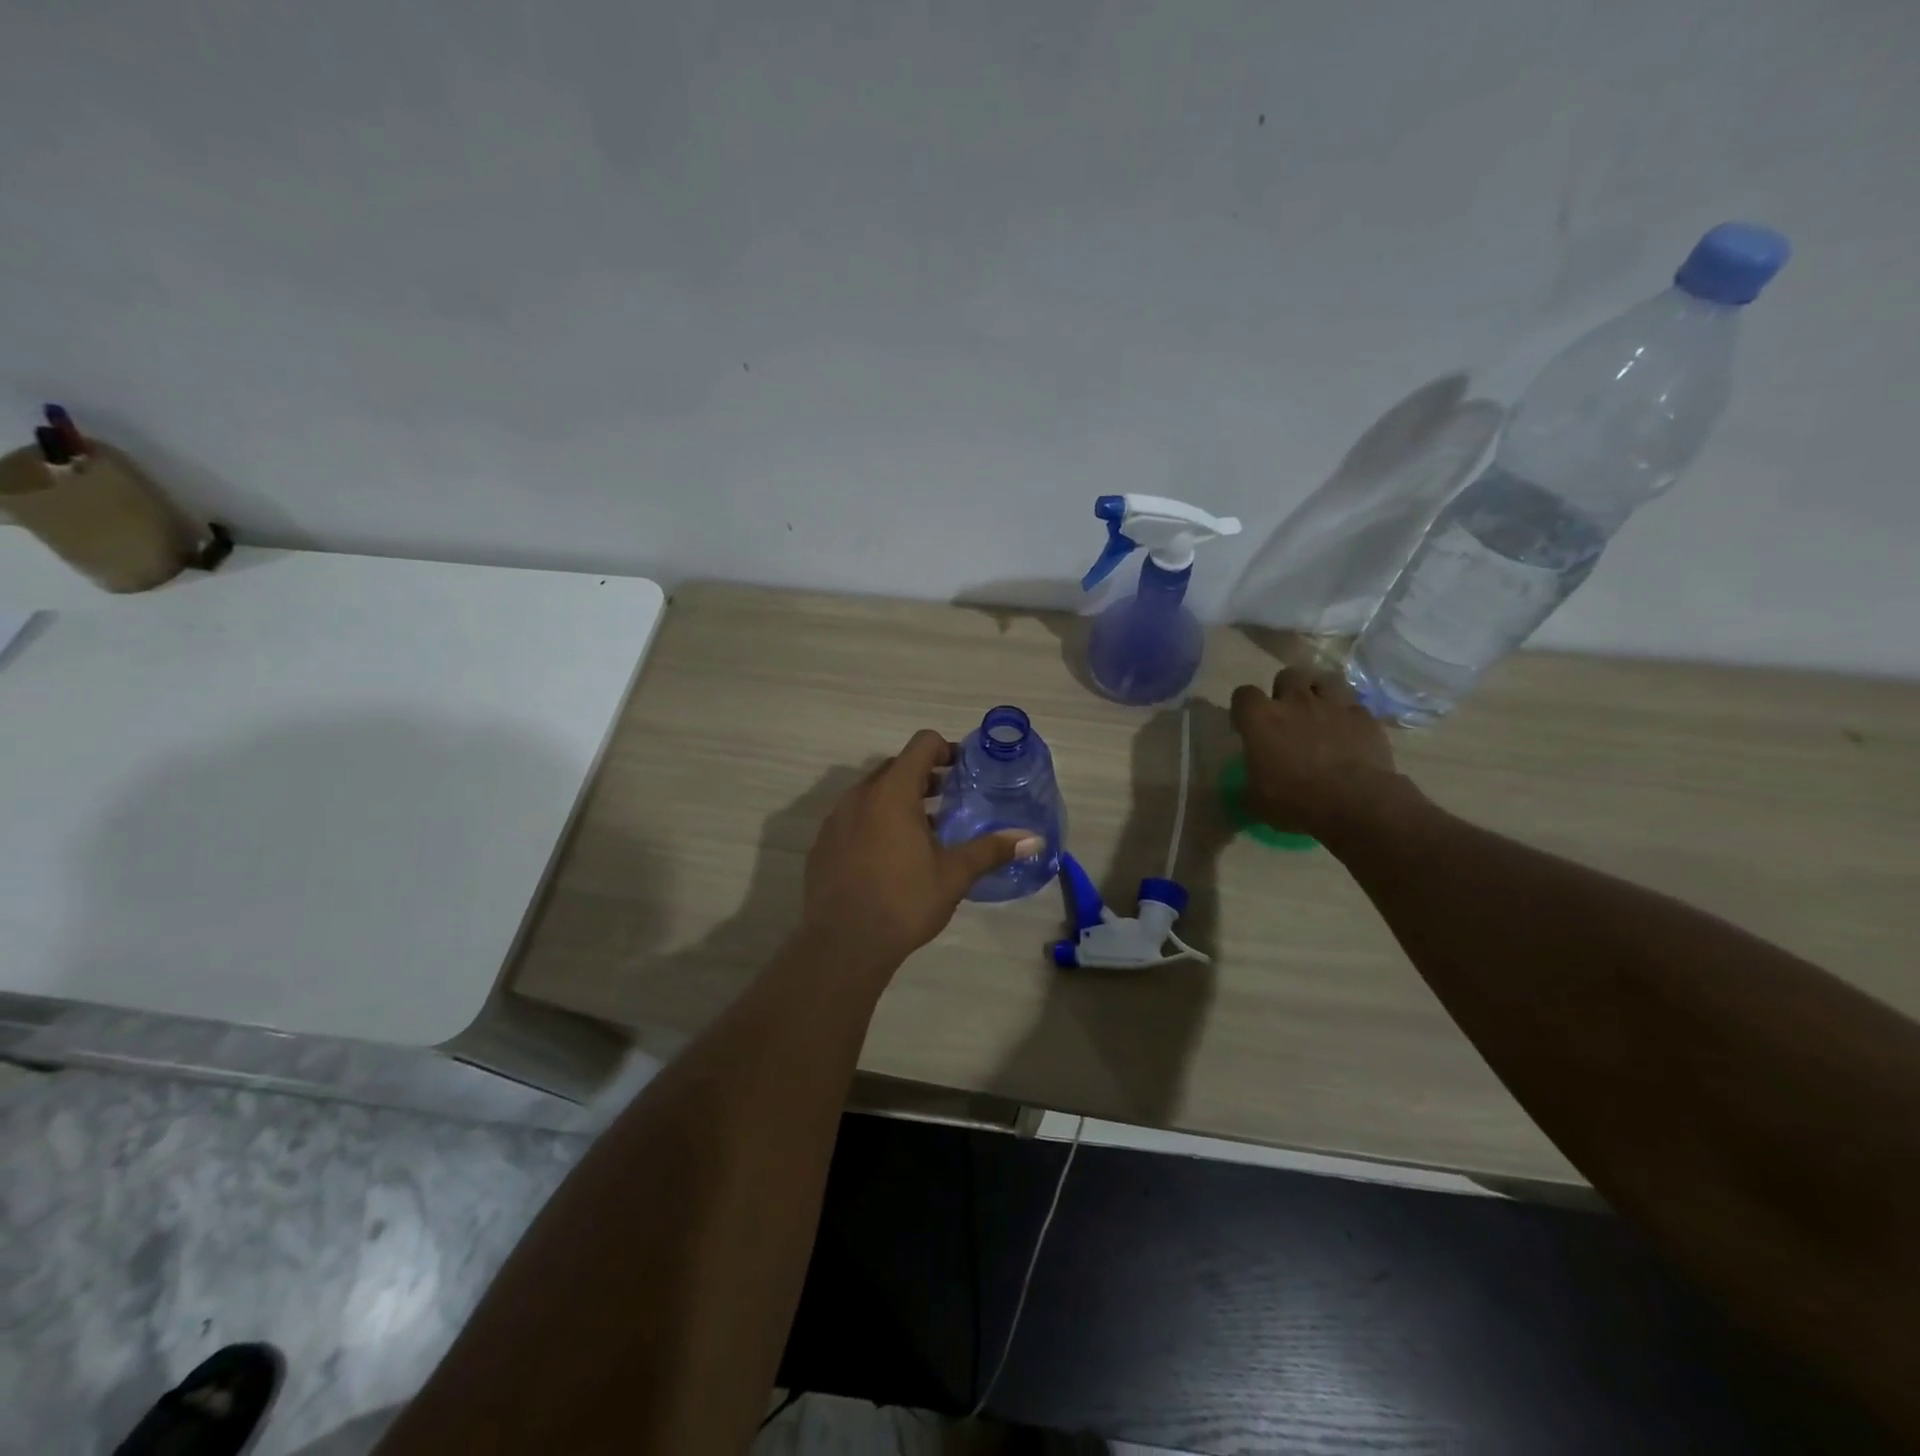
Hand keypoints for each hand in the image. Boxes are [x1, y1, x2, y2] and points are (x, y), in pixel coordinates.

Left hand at [802, 730, 1037, 973]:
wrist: (843, 944)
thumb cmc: (904, 901)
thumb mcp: (954, 875)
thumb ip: (991, 850)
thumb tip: (1034, 839)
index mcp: (893, 792)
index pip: (921, 745)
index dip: (946, 750)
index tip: (964, 770)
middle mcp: (859, 796)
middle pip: (895, 767)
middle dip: (924, 777)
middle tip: (949, 801)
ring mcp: (835, 819)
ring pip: (872, 794)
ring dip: (898, 801)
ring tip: (923, 831)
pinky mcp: (822, 844)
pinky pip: (853, 818)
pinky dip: (874, 822)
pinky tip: (890, 858)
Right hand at [1229, 669, 1413, 839]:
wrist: (1354, 803)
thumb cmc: (1294, 800)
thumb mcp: (1256, 800)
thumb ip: (1249, 784)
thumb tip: (1247, 788)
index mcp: (1261, 719)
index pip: (1243, 695)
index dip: (1244, 708)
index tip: (1246, 725)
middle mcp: (1295, 702)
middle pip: (1287, 675)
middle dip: (1285, 690)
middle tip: (1287, 714)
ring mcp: (1333, 705)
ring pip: (1324, 680)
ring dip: (1319, 693)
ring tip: (1319, 713)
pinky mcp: (1364, 717)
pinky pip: (1353, 706)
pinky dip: (1348, 715)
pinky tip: (1348, 732)